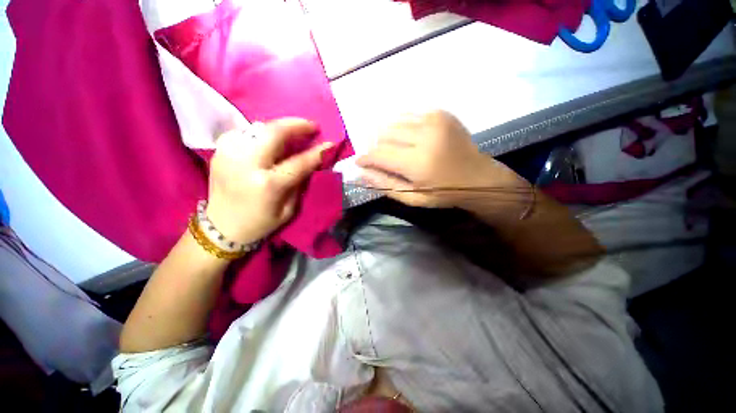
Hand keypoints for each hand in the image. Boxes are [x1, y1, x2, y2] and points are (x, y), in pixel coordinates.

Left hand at [206, 118, 332, 243]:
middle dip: (297, 124)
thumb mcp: (289, 209)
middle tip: (311, 125)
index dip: (317, 152)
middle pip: (274, 132)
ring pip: (259, 127)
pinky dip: (261, 132)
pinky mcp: (219, 150)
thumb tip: (311, 162)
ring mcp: (229, 153)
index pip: (299, 162)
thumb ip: (299, 183)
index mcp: (268, 184)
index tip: (330, 143)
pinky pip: (245, 132)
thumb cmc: (260, 222)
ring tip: (293, 131)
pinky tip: (269, 140)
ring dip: (280, 127)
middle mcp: (247, 164)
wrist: (220, 227)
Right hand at [356, 111, 522, 208]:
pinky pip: (410, 116)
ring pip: (395, 123)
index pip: (379, 154)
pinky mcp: (441, 114)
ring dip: (389, 136)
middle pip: (384, 135)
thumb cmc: (444, 193)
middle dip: (378, 148)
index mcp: (417, 163)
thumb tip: (362, 173)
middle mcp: (424, 136)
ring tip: (396, 149)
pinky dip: (404, 127)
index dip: (366, 158)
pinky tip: (410, 139)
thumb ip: (386, 185)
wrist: (479, 177)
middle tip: (383, 159)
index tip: (360, 162)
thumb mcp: (413, 198)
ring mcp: (434, 121)